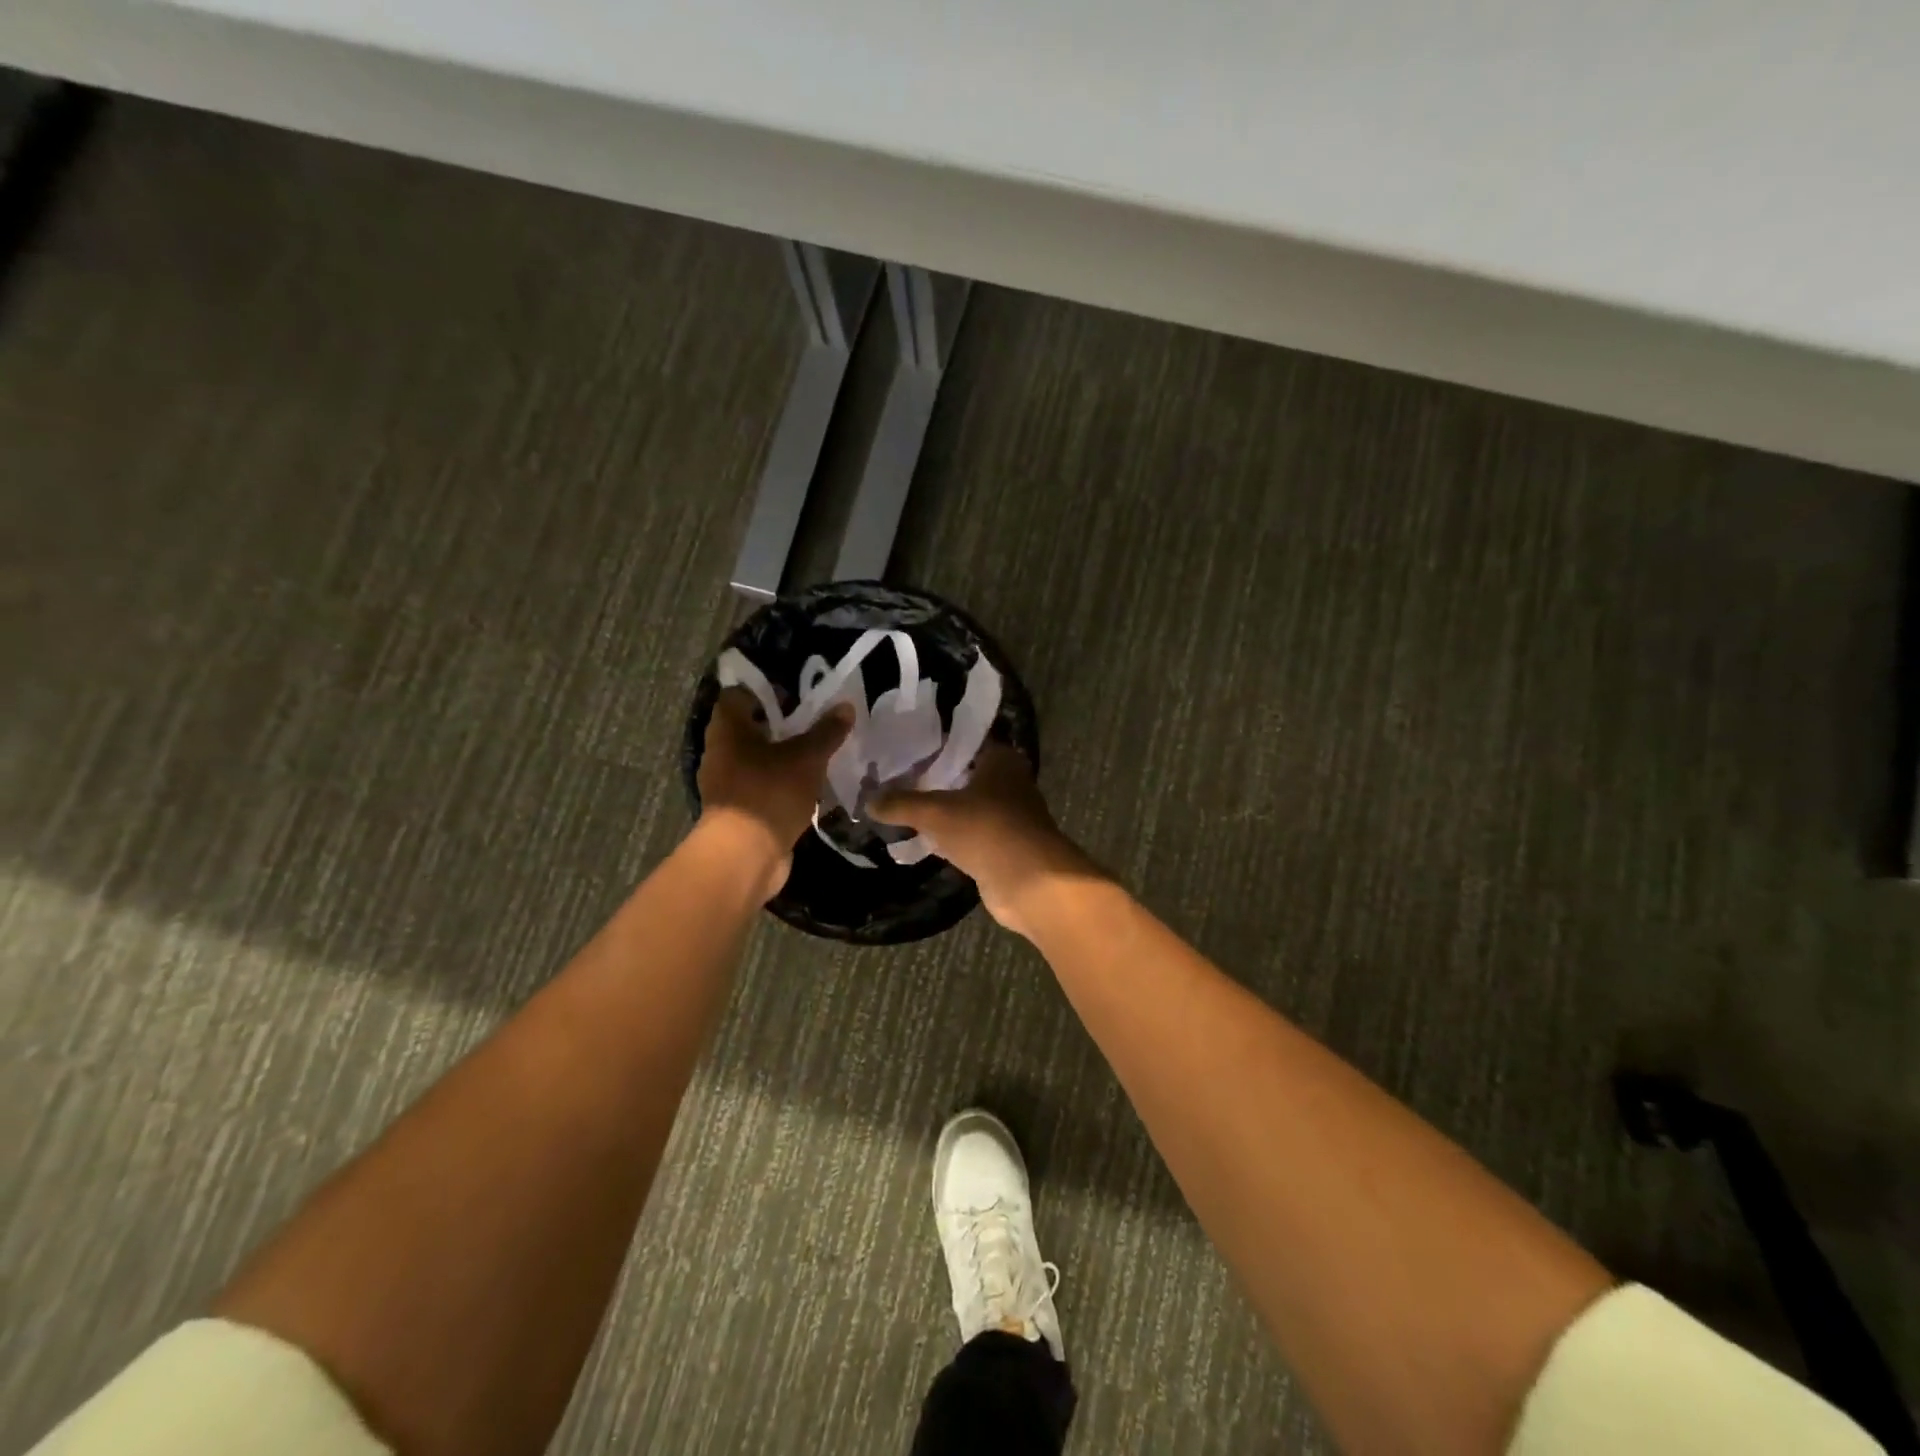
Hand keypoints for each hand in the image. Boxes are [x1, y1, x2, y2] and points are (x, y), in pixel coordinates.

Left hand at [697, 689, 852, 899]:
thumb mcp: (807, 758)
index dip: (767, 691)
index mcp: (728, 729)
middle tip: (815, 725)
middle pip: (749, 728)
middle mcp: (720, 752)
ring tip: (818, 756)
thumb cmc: (769, 793)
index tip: (796, 697)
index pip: (739, 694)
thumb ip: (826, 732)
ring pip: (757, 759)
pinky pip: (761, 786)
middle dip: (781, 726)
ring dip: (783, 757)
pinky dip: (781, 784)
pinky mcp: (738, 810)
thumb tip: (845, 706)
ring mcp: (726, 783)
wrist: (744, 857)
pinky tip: (808, 788)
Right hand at [870, 744, 1098, 935]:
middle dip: (932, 780)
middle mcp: (1009, 782)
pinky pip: (971, 835)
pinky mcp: (1005, 847)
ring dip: (942, 811)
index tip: (901, 751)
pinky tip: (923, 839)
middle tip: (894, 781)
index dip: (932, 746)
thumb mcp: (936, 812)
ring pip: (967, 807)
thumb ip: (901, 804)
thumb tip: (868, 801)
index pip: (961, 742)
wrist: (1031, 882)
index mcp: (1001, 760)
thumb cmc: (987, 829)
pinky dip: (951, 837)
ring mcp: (1010, 816)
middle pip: (963, 775)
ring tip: (902, 809)